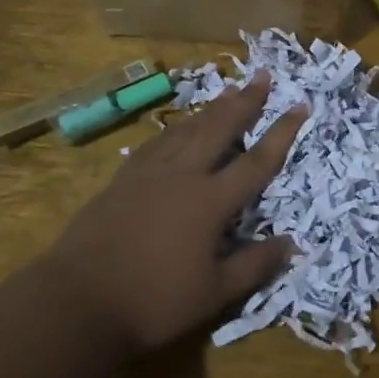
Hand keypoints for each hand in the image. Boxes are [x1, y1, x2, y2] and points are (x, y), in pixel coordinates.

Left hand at [46, 74, 302, 353]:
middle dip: (245, 101)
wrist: (77, 301)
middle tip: (262, 75)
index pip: (256, 162)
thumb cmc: (152, 302)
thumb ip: (254, 266)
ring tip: (228, 89)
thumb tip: (292, 244)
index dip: (282, 133)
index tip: (300, 105)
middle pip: (219, 128)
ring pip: (187, 128)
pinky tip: (177, 125)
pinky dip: (175, 127)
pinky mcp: (122, 179)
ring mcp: (149, 173)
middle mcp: (183, 175)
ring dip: (211, 108)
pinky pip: (157, 142)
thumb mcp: (213, 294)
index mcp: (210, 201)